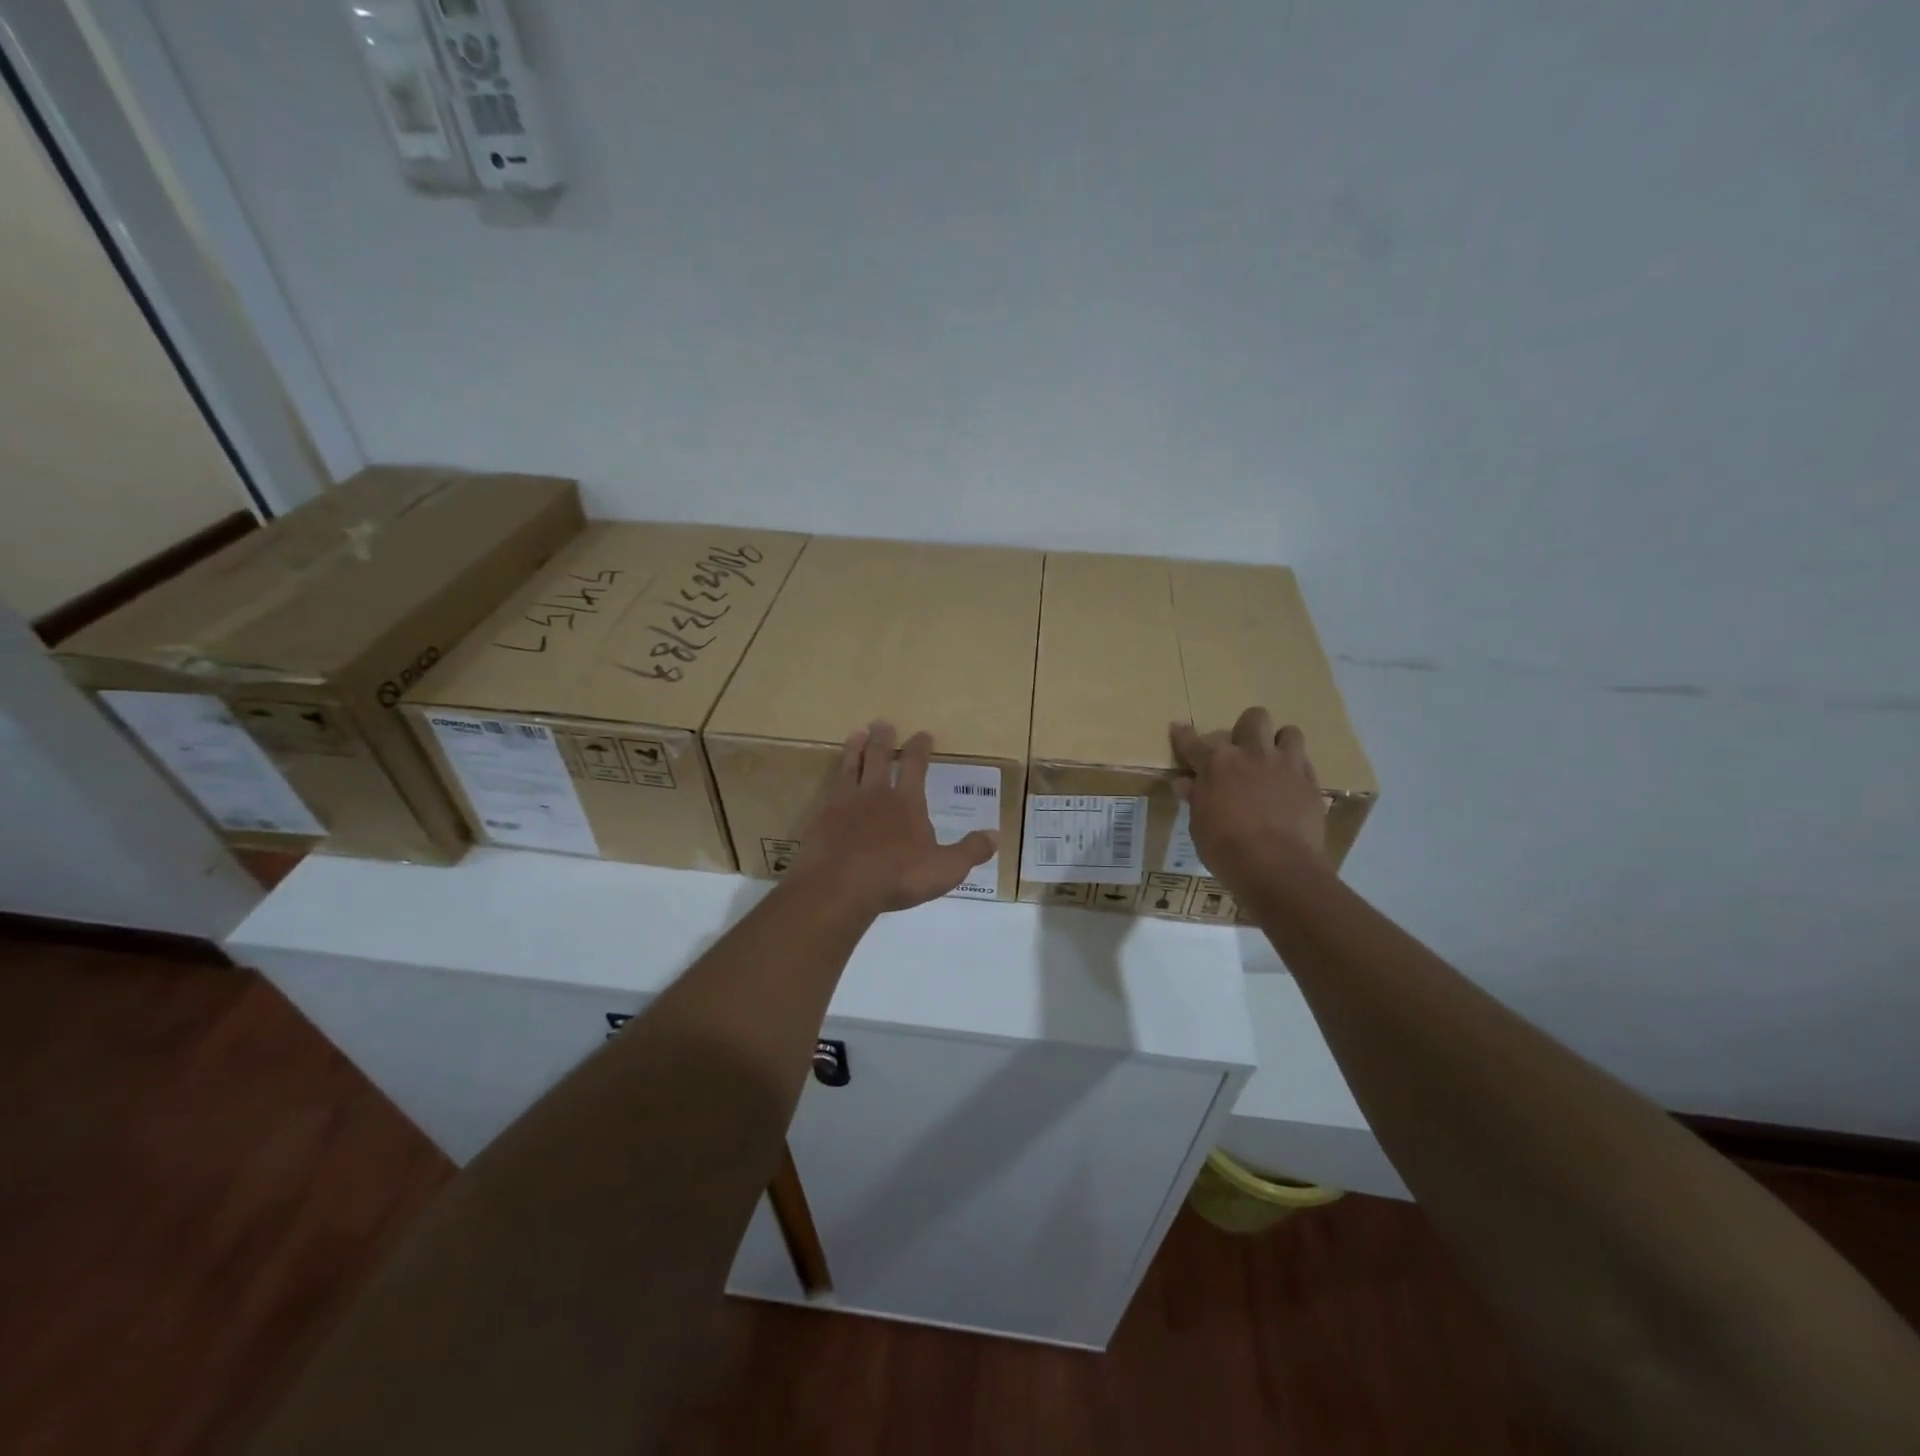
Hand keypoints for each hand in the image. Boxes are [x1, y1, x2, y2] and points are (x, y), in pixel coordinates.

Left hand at [788, 721, 998, 916]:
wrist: (839, 886)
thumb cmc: (897, 876)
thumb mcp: (945, 869)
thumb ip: (970, 851)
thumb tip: (995, 834)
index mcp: (907, 801)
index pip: (916, 765)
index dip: (920, 748)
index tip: (923, 734)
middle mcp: (875, 794)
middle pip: (879, 757)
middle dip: (884, 739)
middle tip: (883, 722)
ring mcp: (844, 803)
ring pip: (850, 766)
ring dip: (855, 748)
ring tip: (857, 733)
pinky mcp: (821, 818)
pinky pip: (828, 790)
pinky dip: (832, 779)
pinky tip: (831, 780)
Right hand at [1170, 708, 1327, 897]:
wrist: (1278, 867)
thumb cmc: (1227, 849)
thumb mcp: (1200, 826)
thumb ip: (1196, 799)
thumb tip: (1186, 784)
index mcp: (1217, 764)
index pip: (1193, 741)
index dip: (1184, 734)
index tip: (1178, 727)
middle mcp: (1252, 754)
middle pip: (1253, 718)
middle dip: (1246, 729)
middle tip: (1241, 750)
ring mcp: (1285, 766)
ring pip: (1289, 732)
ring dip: (1279, 743)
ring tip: (1273, 761)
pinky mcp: (1311, 783)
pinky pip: (1305, 764)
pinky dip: (1295, 771)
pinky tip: (1289, 787)